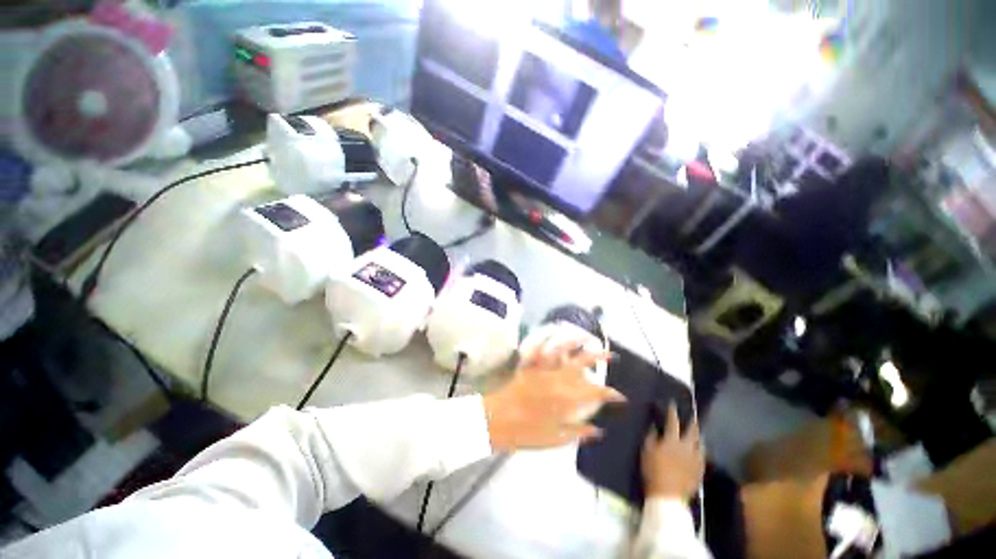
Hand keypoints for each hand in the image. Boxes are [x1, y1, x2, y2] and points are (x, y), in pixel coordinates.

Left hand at [482, 331, 623, 451]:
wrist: (495, 421)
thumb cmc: (523, 433)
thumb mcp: (553, 440)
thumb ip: (577, 433)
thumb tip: (598, 430)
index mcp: (564, 401)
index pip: (593, 394)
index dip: (610, 393)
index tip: (621, 395)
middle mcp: (556, 381)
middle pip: (581, 365)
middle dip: (598, 357)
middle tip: (610, 354)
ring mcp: (540, 370)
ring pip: (561, 351)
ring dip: (575, 342)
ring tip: (587, 336)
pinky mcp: (527, 365)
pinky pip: (538, 349)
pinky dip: (546, 340)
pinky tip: (553, 332)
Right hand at [642, 404, 703, 500]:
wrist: (668, 495)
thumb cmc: (653, 471)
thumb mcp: (646, 451)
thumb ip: (651, 436)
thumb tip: (655, 426)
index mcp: (672, 441)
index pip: (673, 422)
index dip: (672, 412)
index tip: (673, 404)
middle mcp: (687, 447)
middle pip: (692, 432)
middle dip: (693, 422)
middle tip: (694, 415)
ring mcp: (695, 460)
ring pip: (701, 444)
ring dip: (699, 436)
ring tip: (699, 432)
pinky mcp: (700, 471)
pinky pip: (703, 457)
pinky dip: (701, 450)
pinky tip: (700, 450)